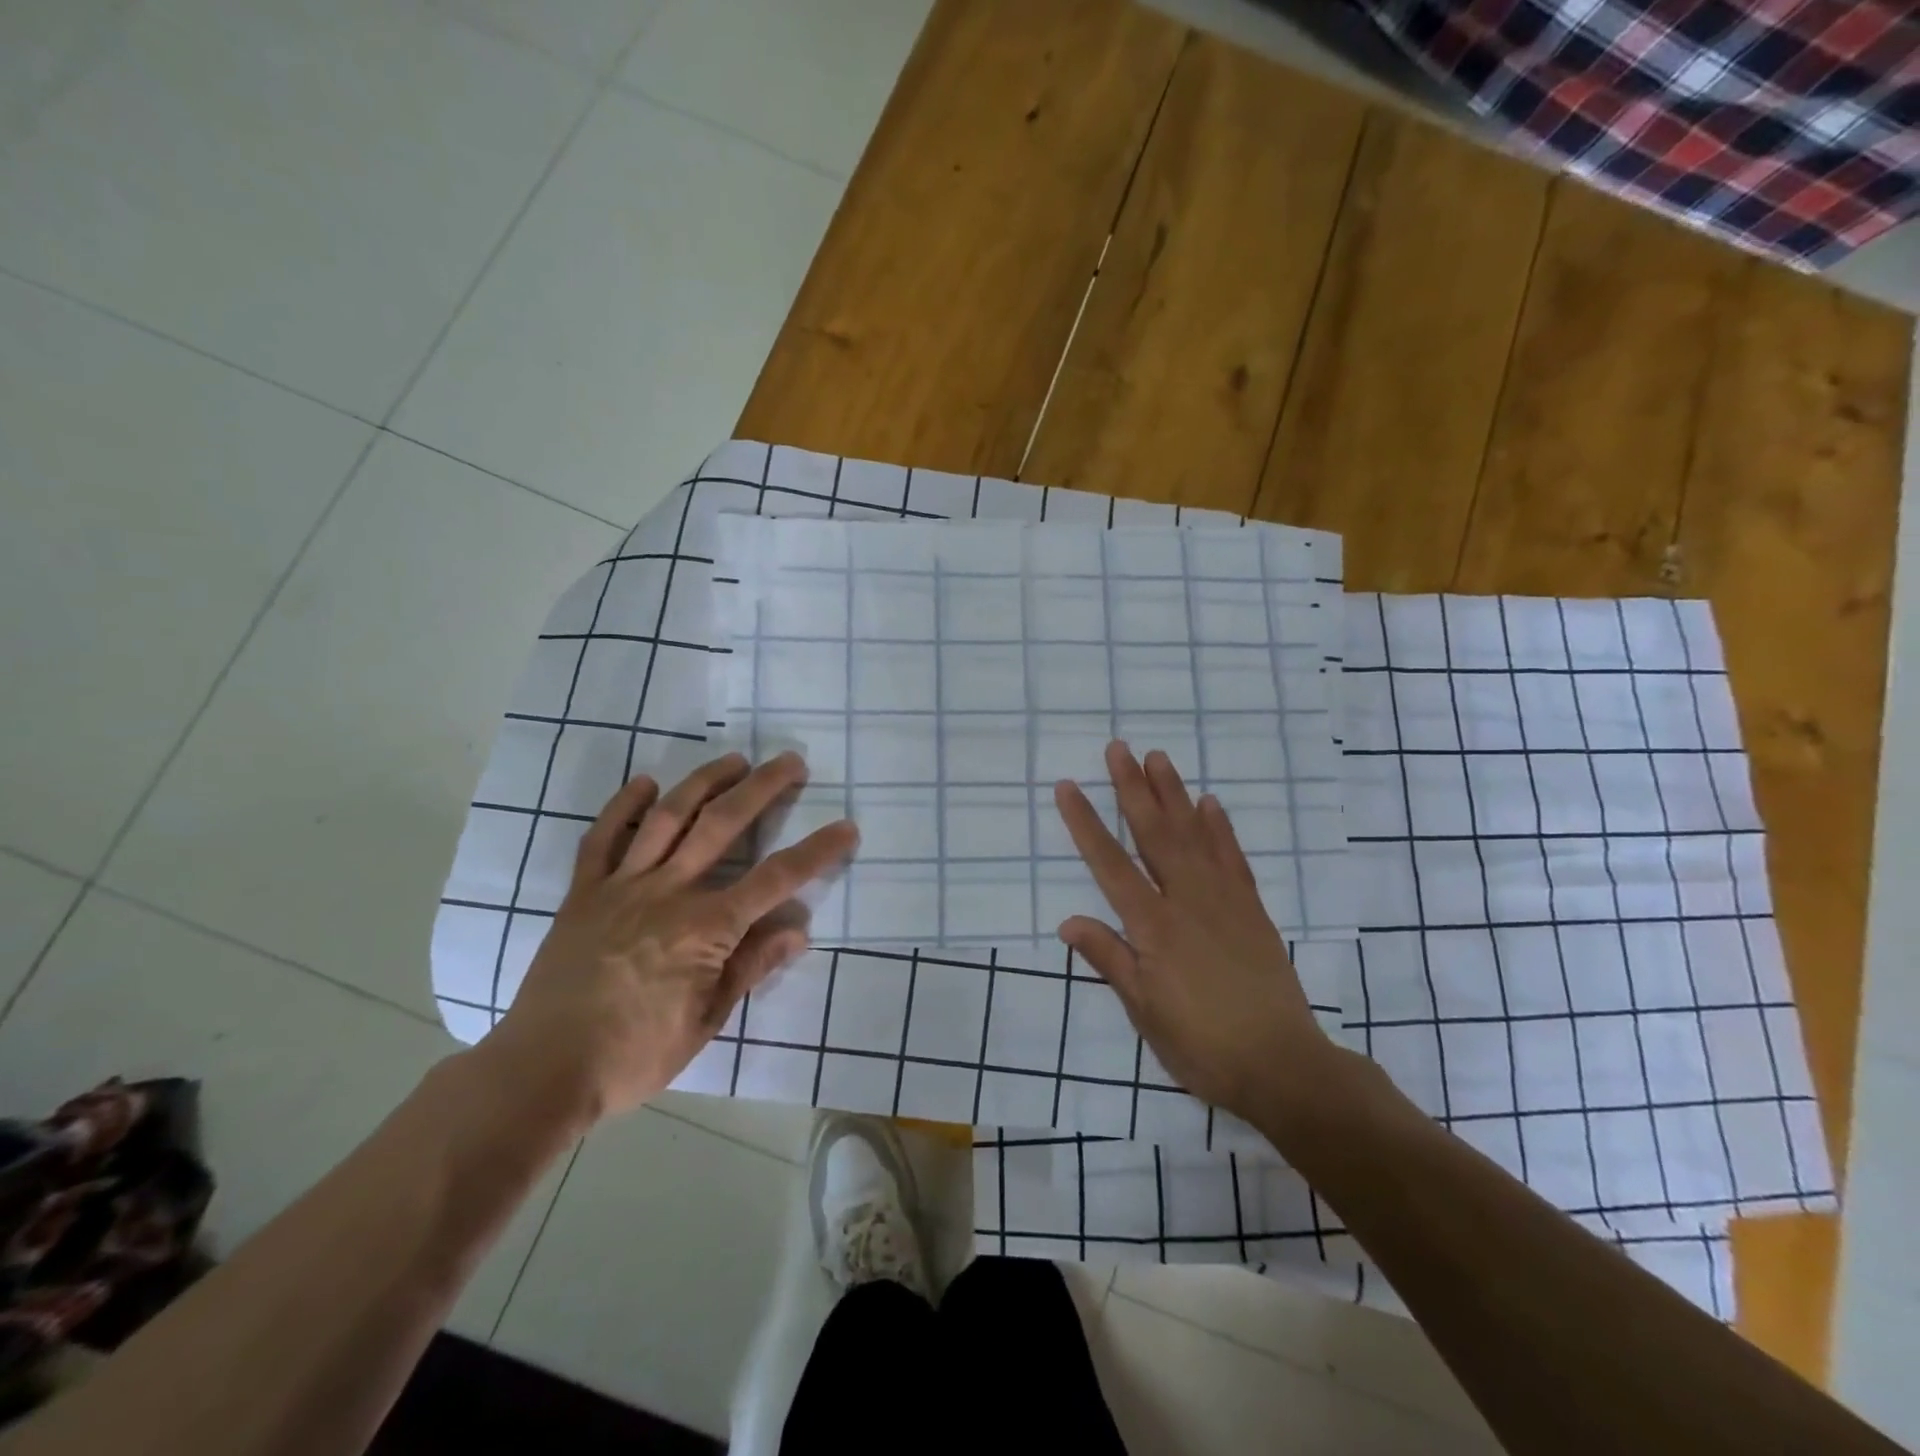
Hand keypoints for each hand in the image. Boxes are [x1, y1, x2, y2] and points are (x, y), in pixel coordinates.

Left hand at [482, 751, 856, 1125]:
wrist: (542, 1070)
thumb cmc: (635, 1054)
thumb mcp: (706, 1021)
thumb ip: (751, 966)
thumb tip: (798, 929)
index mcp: (706, 927)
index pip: (776, 879)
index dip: (817, 851)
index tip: (846, 828)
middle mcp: (668, 891)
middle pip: (723, 825)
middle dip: (763, 789)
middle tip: (791, 762)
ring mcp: (622, 886)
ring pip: (668, 818)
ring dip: (704, 782)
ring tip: (733, 760)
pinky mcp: (583, 893)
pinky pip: (602, 838)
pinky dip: (622, 806)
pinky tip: (644, 783)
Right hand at [1054, 741, 1334, 1122]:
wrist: (1284, 1066)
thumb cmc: (1203, 1045)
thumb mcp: (1144, 1011)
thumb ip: (1109, 959)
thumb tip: (1067, 921)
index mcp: (1154, 926)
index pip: (1110, 864)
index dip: (1086, 823)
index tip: (1069, 786)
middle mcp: (1188, 900)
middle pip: (1155, 833)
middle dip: (1132, 788)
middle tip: (1119, 748)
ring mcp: (1225, 900)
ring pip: (1194, 834)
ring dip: (1174, 793)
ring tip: (1158, 758)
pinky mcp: (1252, 910)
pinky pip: (1233, 857)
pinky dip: (1220, 828)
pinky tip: (1210, 803)